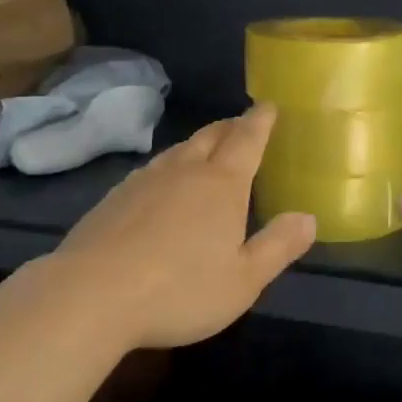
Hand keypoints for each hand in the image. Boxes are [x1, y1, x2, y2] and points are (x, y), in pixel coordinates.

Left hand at [37, 104, 316, 350]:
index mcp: (222, 184)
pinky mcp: (114, 196)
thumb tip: (308, 217)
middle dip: (230, 127)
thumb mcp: (243, 280)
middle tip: (242, 125)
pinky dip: (168, 168)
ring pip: (178, 150)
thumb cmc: (180, 290)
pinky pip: (151, 170)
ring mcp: (144, 180)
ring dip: (197, 145)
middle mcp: (184, 170)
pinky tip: (162, 186)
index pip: (247, 139)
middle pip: (211, 136)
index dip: (260, 121)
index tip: (268, 106)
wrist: (92, 294)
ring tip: (206, 150)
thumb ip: (278, 246)